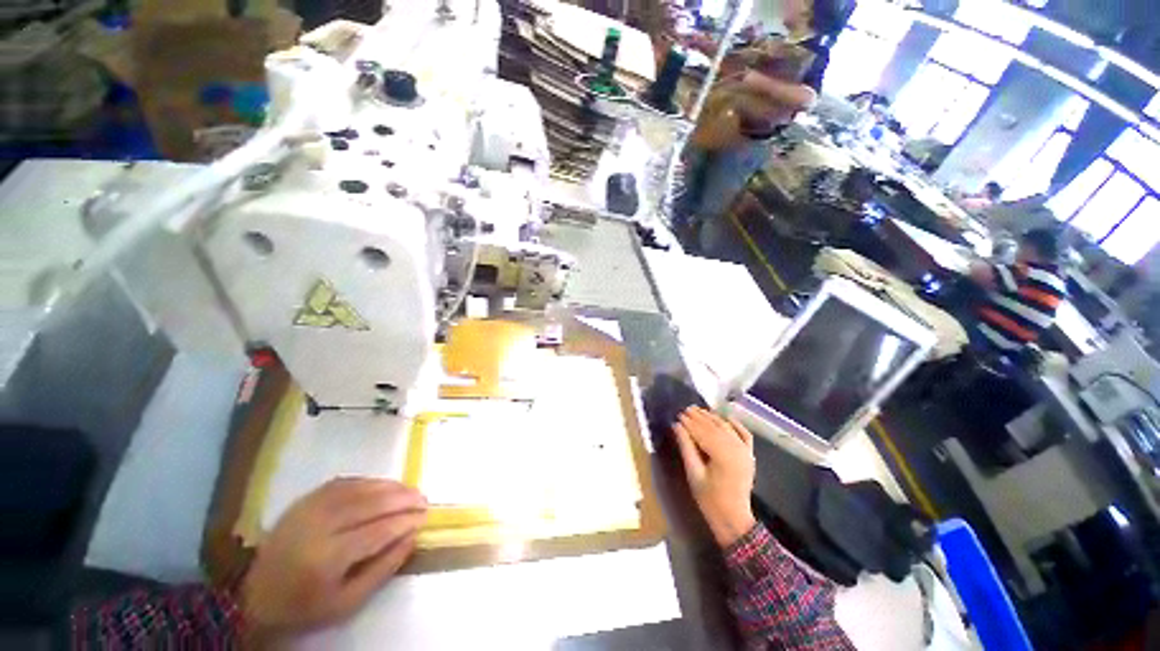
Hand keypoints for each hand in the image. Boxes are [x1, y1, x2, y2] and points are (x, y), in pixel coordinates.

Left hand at [241, 478, 426, 642]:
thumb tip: (412, 535)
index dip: (406, 521)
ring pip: (361, 488)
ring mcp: (309, 508)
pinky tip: (384, 486)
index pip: (378, 531)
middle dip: (404, 499)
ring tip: (410, 491)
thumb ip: (384, 568)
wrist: (255, 596)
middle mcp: (318, 526)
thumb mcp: (348, 602)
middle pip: (371, 504)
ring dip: (391, 487)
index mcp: (327, 558)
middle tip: (424, 500)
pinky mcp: (305, 499)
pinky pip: (346, 482)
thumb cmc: (306, 605)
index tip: (425, 518)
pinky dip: (370, 482)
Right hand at [673, 407, 756, 547]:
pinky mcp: (749, 454)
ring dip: (712, 417)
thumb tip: (676, 426)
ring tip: (699, 410)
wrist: (733, 518)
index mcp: (723, 455)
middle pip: (714, 427)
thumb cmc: (709, 499)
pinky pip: (744, 434)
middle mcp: (736, 449)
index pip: (702, 432)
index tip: (678, 415)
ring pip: (727, 428)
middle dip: (699, 417)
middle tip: (685, 409)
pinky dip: (735, 424)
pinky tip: (726, 417)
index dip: (689, 423)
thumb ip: (686, 447)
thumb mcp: (693, 473)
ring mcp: (745, 451)